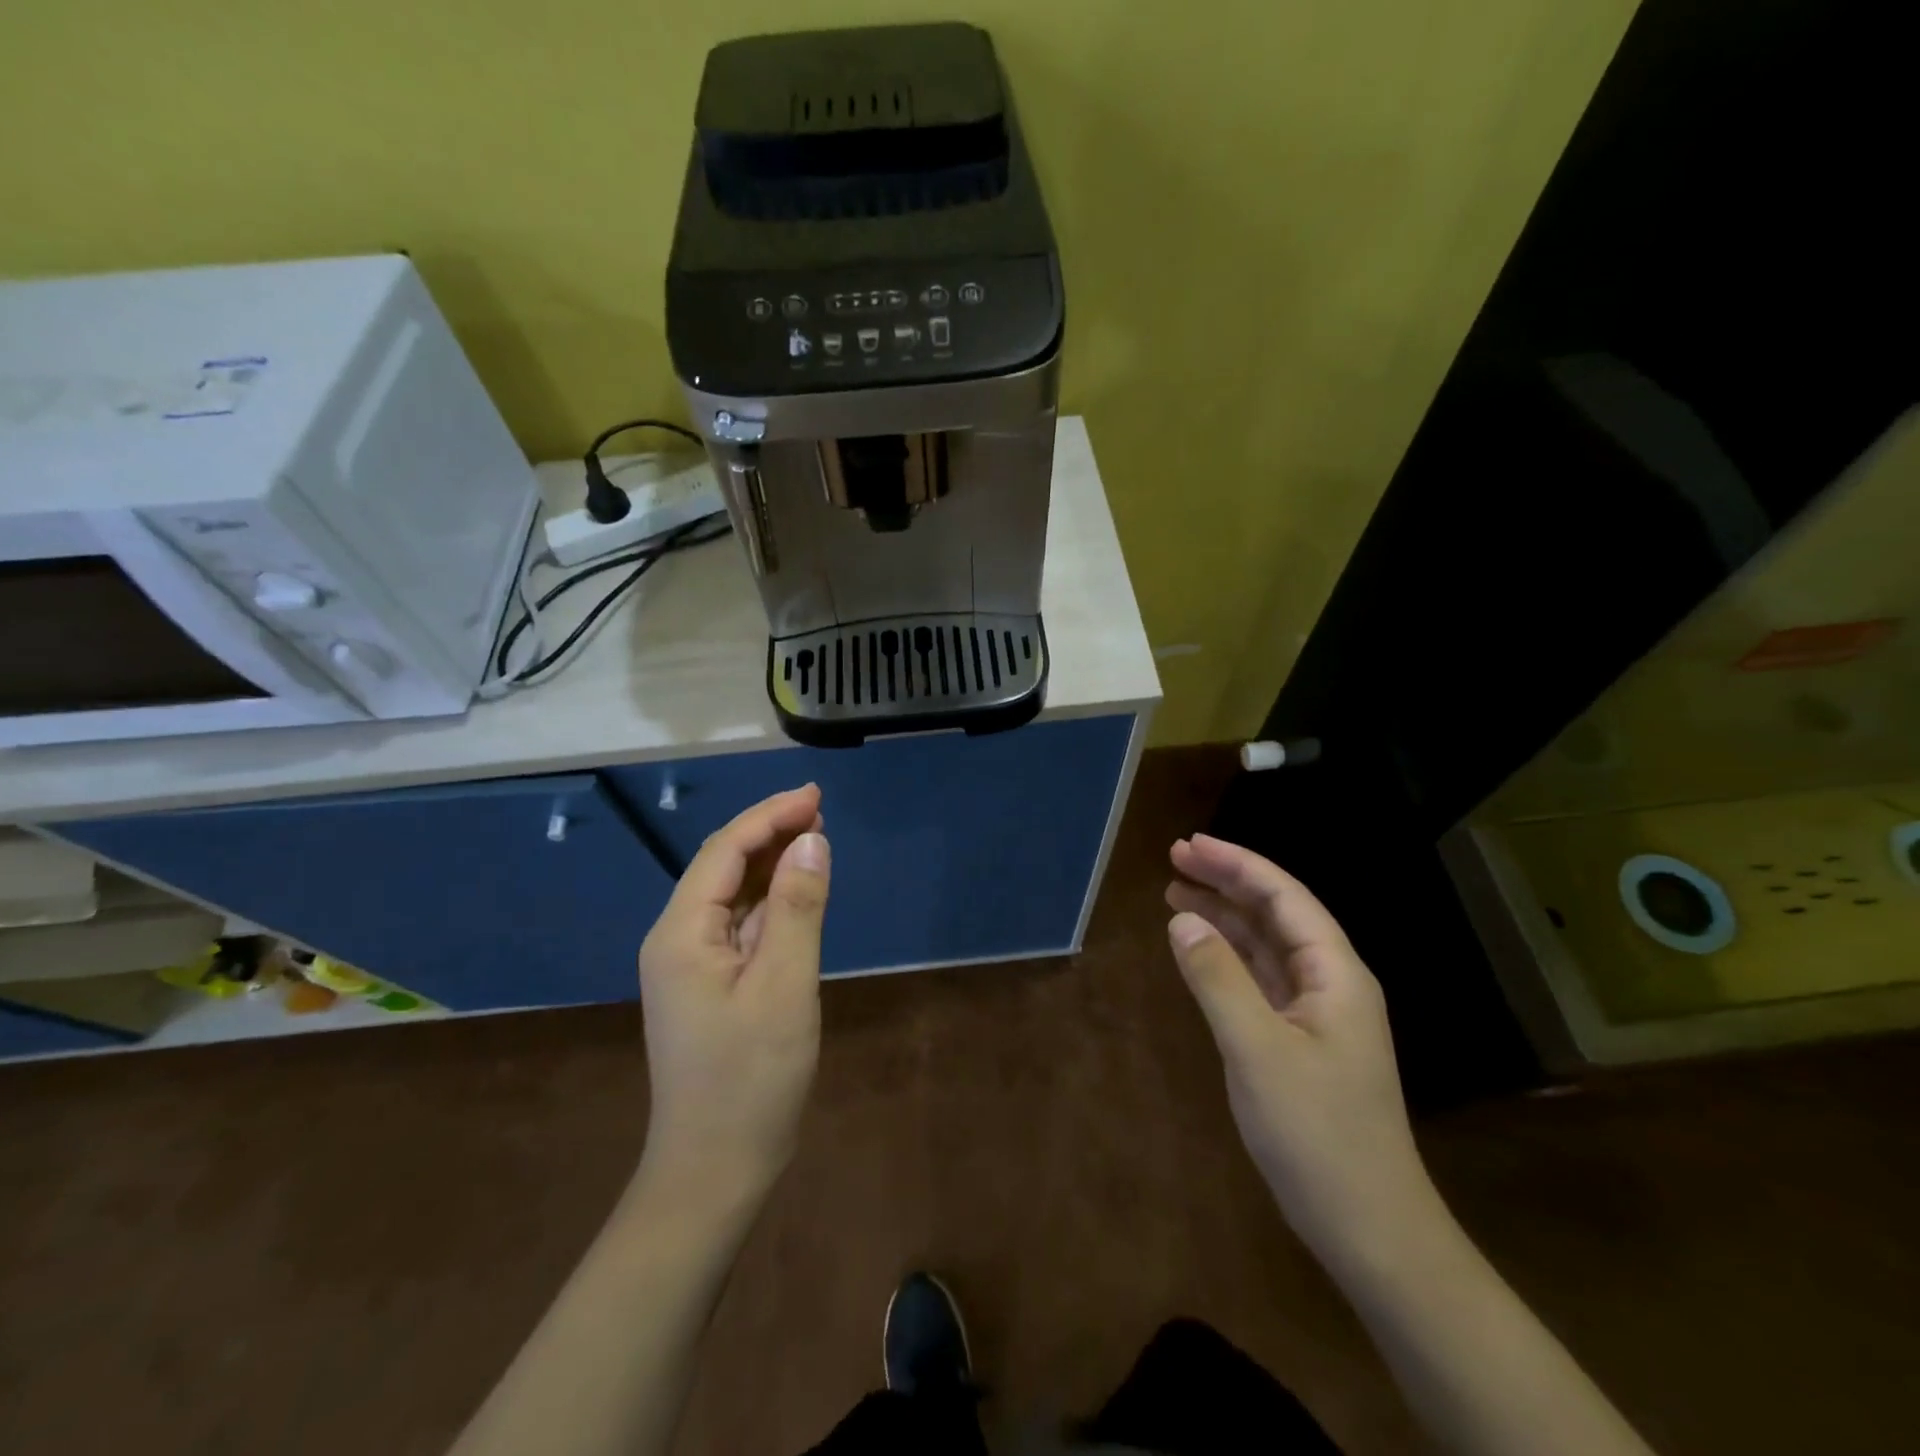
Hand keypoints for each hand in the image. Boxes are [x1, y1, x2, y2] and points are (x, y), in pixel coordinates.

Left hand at [637, 785, 830, 1201]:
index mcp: (682, 933)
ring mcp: (691, 963)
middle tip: (822, 811)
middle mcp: (677, 938)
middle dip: (771, 832)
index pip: (725, 851)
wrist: (714, 1171)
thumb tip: (812, 840)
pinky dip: (772, 900)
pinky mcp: (709, 984)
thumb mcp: (785, 987)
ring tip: (816, 838)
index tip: (816, 796)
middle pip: (724, 866)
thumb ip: (799, 908)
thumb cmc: (750, 1079)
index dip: (770, 815)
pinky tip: (798, 892)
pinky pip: (740, 924)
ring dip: (773, 862)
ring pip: (733, 894)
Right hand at [1165, 833, 1438, 1267]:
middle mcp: (1330, 982)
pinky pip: (1260, 978)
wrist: (1369, 1228)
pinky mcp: (1299, 1040)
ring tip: (1175, 891)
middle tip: (1174, 858)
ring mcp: (1316, 1013)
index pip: (1284, 897)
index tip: (1190, 844)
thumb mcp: (1257, 1050)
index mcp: (1335, 973)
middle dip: (1227, 881)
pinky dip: (1228, 956)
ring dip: (1224, 915)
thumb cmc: (1317, 1134)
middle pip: (1275, 913)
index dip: (1237, 864)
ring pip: (1265, 944)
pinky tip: (1200, 948)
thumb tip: (1181, 919)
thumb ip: (1217, 978)